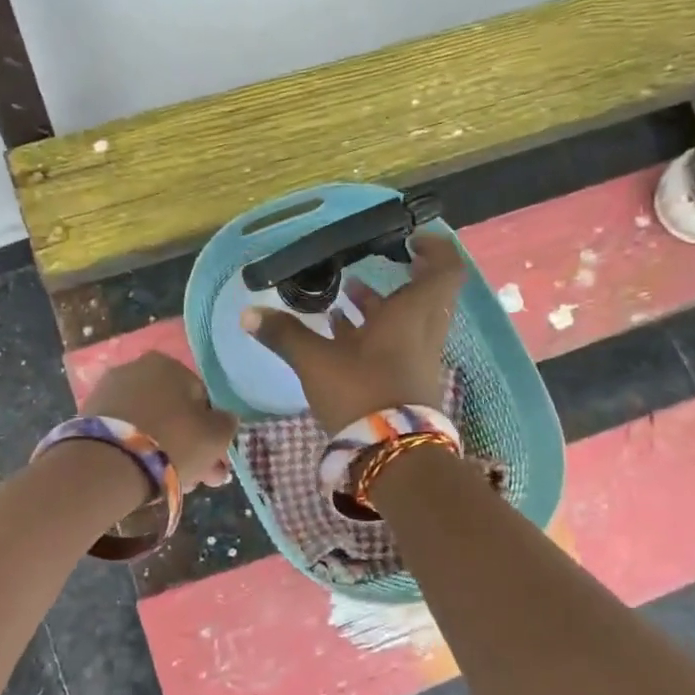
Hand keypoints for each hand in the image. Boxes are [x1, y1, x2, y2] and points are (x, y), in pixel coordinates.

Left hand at [82, 353, 237, 489]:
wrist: (106, 465)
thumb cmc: (171, 442)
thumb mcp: (216, 436)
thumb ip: (227, 424)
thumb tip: (224, 419)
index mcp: (168, 363)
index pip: (201, 397)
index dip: (211, 430)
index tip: (214, 460)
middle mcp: (136, 368)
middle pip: (174, 411)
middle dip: (190, 444)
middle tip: (200, 478)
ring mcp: (108, 392)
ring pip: (149, 424)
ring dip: (165, 450)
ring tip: (174, 484)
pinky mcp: (88, 417)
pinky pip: (125, 434)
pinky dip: (137, 451)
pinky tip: (146, 476)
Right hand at [242, 233, 465, 432]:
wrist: (393, 454)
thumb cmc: (361, 392)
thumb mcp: (316, 360)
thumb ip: (285, 334)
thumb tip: (249, 314)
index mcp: (412, 314)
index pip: (445, 269)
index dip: (435, 249)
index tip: (410, 240)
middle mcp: (423, 331)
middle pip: (425, 293)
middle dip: (400, 276)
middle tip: (375, 263)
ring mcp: (418, 358)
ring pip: (407, 320)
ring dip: (382, 305)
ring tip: (346, 294)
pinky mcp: (408, 380)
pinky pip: (396, 344)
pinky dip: (374, 332)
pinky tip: (340, 333)